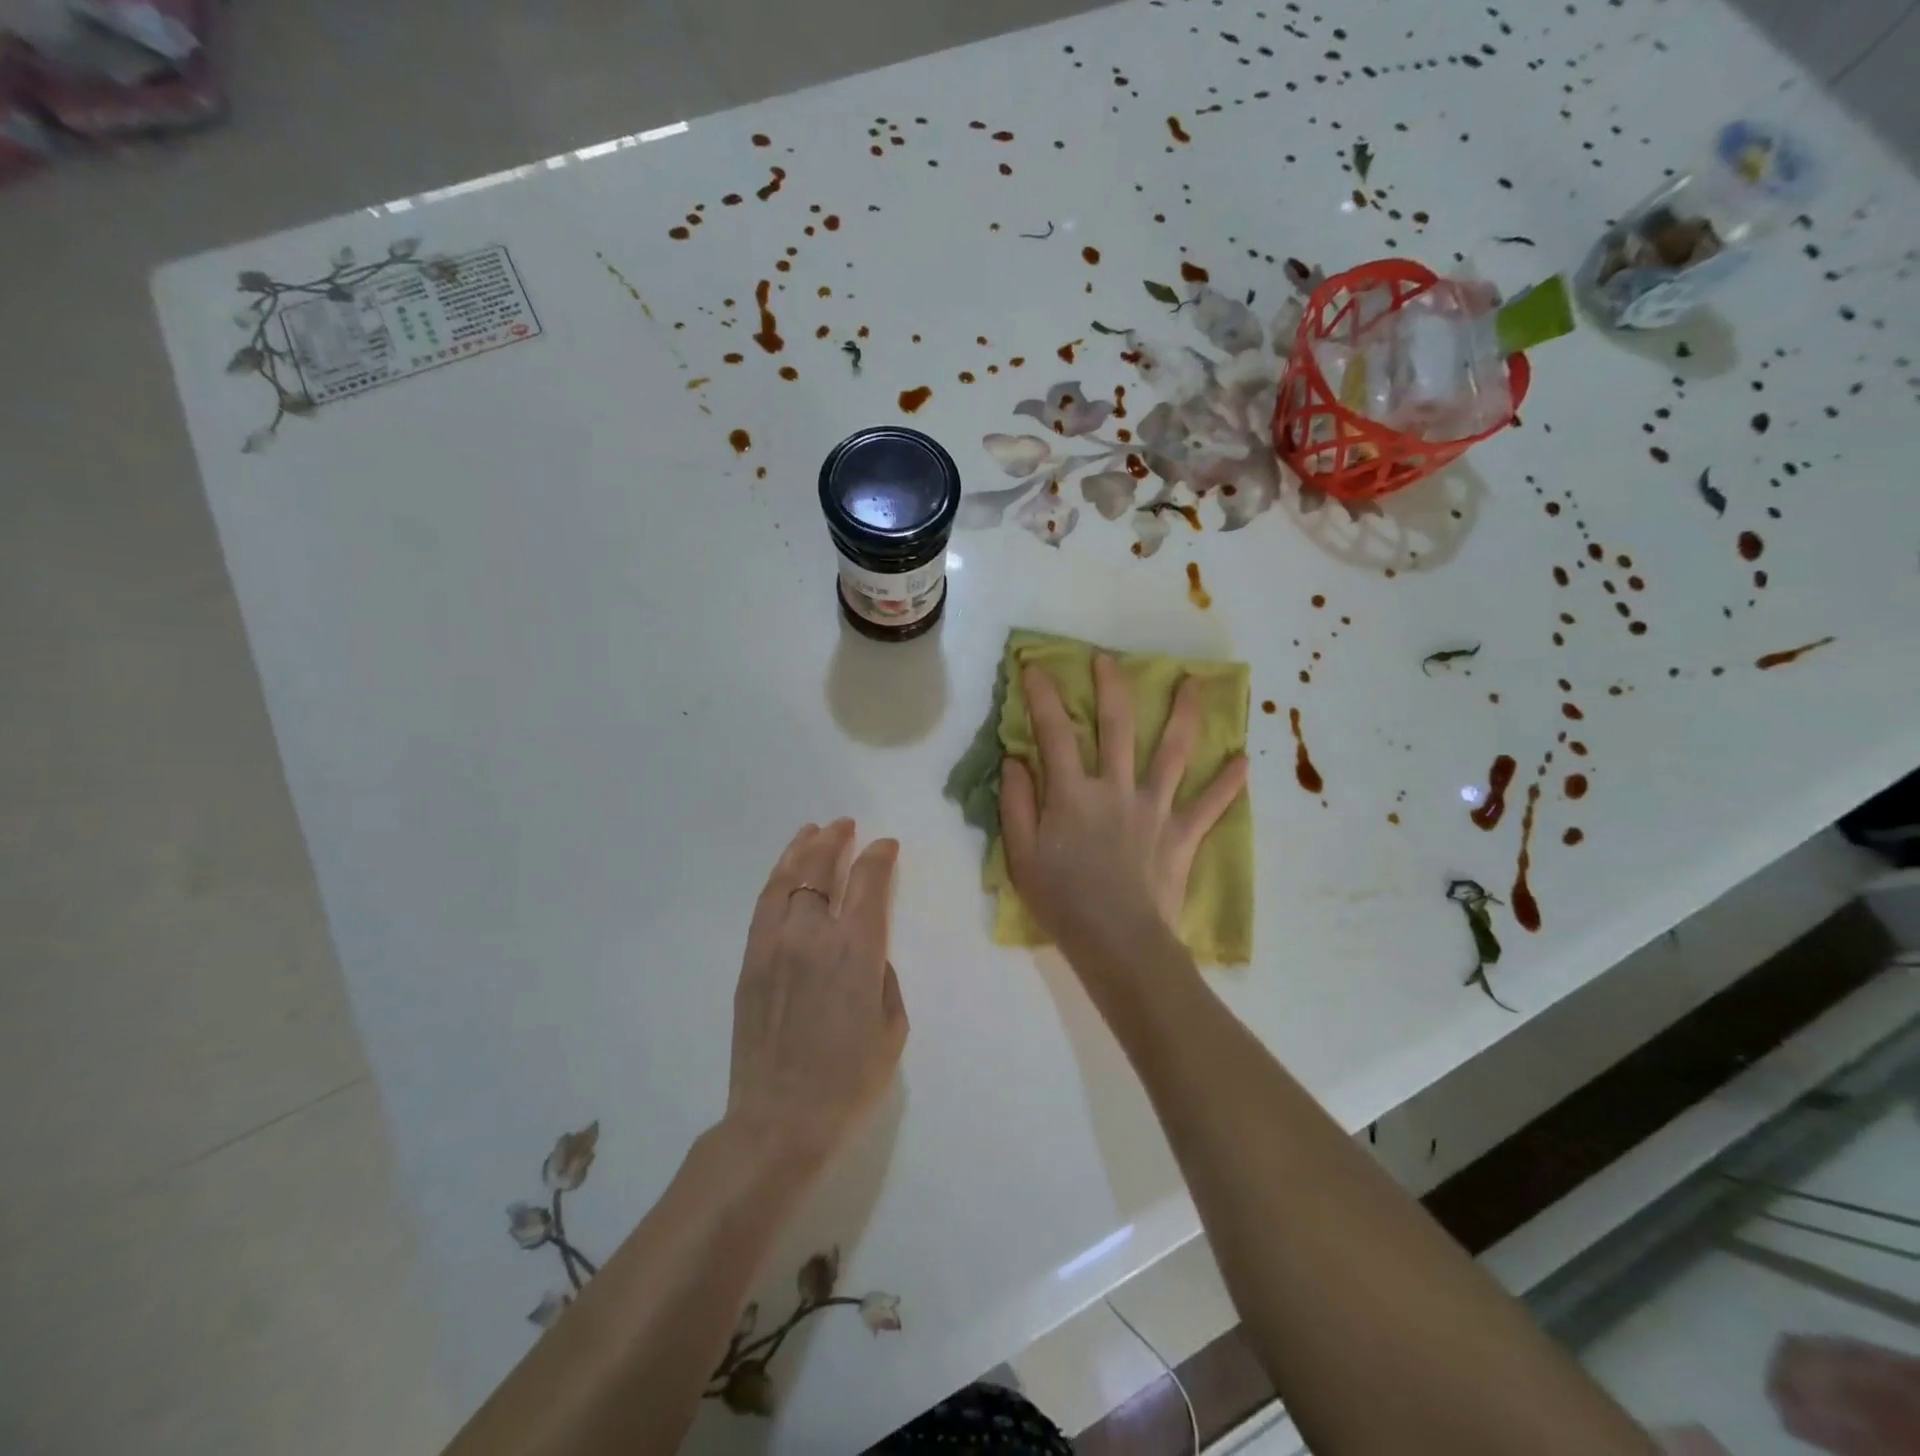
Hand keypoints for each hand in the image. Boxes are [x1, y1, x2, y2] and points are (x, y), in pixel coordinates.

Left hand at [726, 821, 908, 1167]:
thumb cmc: (849, 1080)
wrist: (780, 1120)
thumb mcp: (892, 1028)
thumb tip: (867, 953)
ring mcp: (773, 946)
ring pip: (786, 880)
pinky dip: (777, 880)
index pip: (868, 882)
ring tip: (812, 832)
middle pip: (820, 870)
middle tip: (845, 826)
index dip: (879, 856)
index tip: (886, 846)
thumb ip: (883, 977)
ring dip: (801, 850)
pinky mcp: (749, 962)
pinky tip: (785, 873)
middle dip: (835, 841)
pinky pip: (763, 907)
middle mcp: (811, 936)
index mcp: (855, 951)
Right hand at [1000, 654, 1247, 952]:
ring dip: (1184, 714)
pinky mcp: (1182, 834)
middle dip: (1111, 686)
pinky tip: (1245, 761)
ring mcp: (1155, 808)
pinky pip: (1210, 805)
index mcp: (1073, 793)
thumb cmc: (1063, 900)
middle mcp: (1116, 788)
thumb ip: (1016, 803)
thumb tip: (1014, 760)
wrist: (1118, 942)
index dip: (1042, 697)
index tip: (1035, 667)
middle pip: (1117, 726)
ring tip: (1196, 683)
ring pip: (1172, 752)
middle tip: (1108, 659)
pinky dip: (1228, 784)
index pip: (1055, 732)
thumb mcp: (1021, 855)